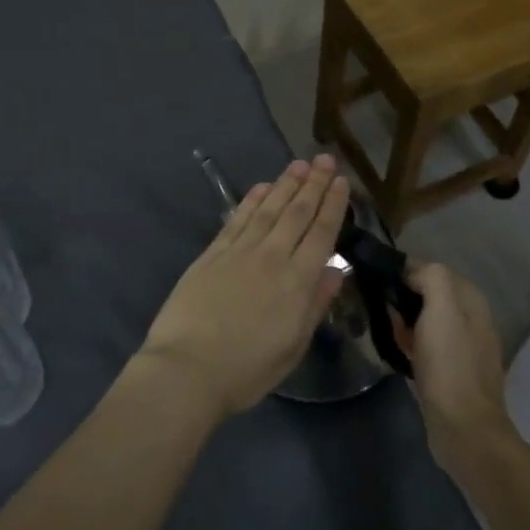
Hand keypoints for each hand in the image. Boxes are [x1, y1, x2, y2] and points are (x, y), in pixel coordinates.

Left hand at [137, 156, 350, 417]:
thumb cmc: (246, 370)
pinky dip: (252, 200)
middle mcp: (271, 257)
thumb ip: (315, 305)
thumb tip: (336, 270)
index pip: (321, 233)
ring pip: (268, 209)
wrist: (187, 369)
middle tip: (325, 159)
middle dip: (313, 184)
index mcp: (297, 282)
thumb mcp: (293, 347)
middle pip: (296, 213)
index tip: (342, 182)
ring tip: (299, 164)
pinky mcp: (212, 253)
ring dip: (285, 184)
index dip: (333, 205)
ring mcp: (239, 251)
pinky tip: (261, 187)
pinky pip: (238, 219)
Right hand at [397, 262, 514, 470]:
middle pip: (427, 294)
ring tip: (383, 330)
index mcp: (471, 299)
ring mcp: (462, 346)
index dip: (404, 272)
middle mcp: (471, 318)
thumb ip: (431, 277)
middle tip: (378, 309)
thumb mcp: (442, 308)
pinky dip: (409, 343)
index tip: (379, 282)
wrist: (463, 428)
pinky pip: (424, 344)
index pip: (431, 269)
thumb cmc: (449, 364)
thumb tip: (411, 271)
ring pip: (424, 319)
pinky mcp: (451, 370)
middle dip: (401, 298)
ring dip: (403, 321)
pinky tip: (396, 352)